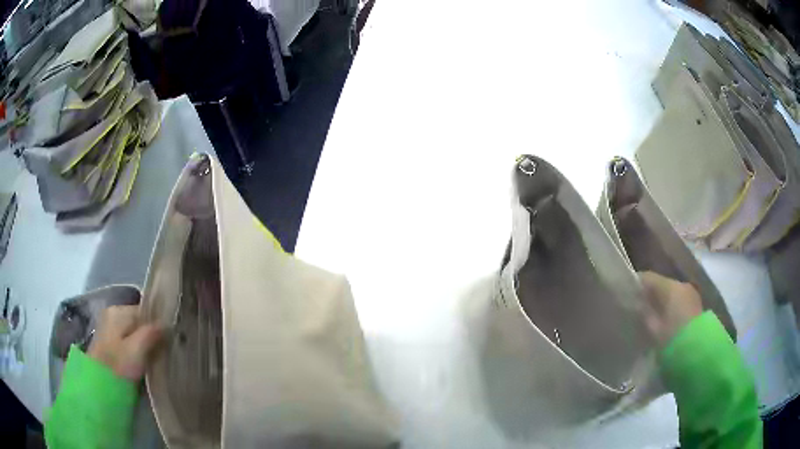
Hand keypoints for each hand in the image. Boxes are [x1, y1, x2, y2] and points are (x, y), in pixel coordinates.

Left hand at [88, 305, 162, 380]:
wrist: (99, 384)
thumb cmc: (119, 365)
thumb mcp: (138, 350)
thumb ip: (152, 333)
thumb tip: (167, 323)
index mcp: (118, 310)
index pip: (145, 311)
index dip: (158, 325)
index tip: (170, 341)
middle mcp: (112, 314)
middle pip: (139, 321)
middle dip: (151, 334)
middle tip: (164, 351)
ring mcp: (109, 328)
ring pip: (134, 332)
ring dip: (145, 343)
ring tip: (156, 357)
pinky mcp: (109, 342)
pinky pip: (128, 340)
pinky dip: (137, 348)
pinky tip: (143, 360)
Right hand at [639, 271, 702, 346]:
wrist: (697, 352)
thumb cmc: (671, 339)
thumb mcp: (652, 329)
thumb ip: (644, 314)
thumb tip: (637, 305)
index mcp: (670, 286)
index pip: (648, 278)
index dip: (636, 285)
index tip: (626, 295)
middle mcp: (682, 285)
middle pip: (661, 284)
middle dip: (650, 295)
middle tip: (638, 308)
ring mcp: (691, 294)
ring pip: (672, 293)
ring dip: (662, 302)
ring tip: (652, 316)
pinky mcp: (697, 305)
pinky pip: (680, 301)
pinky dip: (671, 307)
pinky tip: (666, 320)